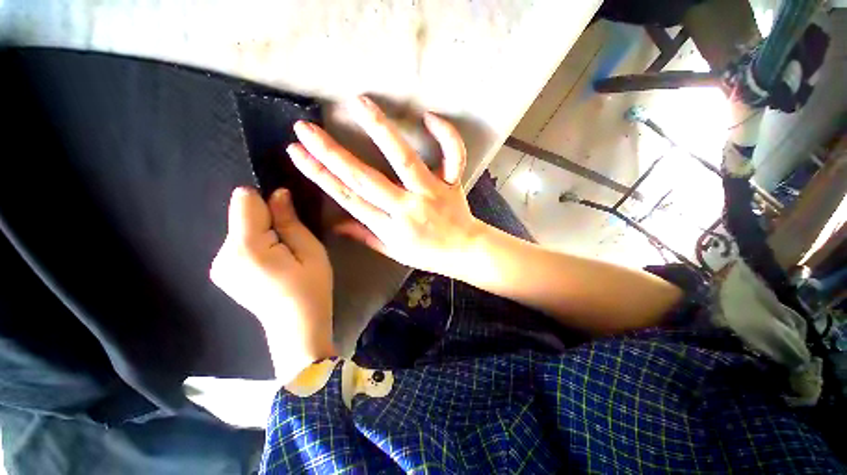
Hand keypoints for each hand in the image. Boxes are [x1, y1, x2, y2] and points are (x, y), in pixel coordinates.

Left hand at [210, 187, 333, 382]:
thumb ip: (290, 221)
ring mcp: (218, 266)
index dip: (269, 204)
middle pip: (242, 215)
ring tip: (281, 259)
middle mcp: (222, 254)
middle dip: (267, 223)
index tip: (288, 221)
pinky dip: (255, 247)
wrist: (298, 328)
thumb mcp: (311, 251)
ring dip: (262, 235)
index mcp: (245, 248)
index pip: (245, 201)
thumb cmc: (312, 289)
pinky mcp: (221, 272)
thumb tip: (278, 193)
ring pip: (241, 229)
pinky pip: (238, 244)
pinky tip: (270, 267)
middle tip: (289, 248)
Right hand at [286, 96, 481, 276]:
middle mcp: (407, 207)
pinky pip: (452, 156)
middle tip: (305, 128)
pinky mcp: (451, 183)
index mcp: (389, 227)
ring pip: (404, 160)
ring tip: (359, 104)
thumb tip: (335, 224)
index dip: (320, 175)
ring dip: (381, 130)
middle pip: (365, 178)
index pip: (348, 198)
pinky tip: (428, 116)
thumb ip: (365, 236)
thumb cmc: (428, 254)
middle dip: (331, 153)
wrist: (464, 252)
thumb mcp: (393, 252)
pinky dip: (445, 135)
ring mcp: (431, 192)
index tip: (297, 153)